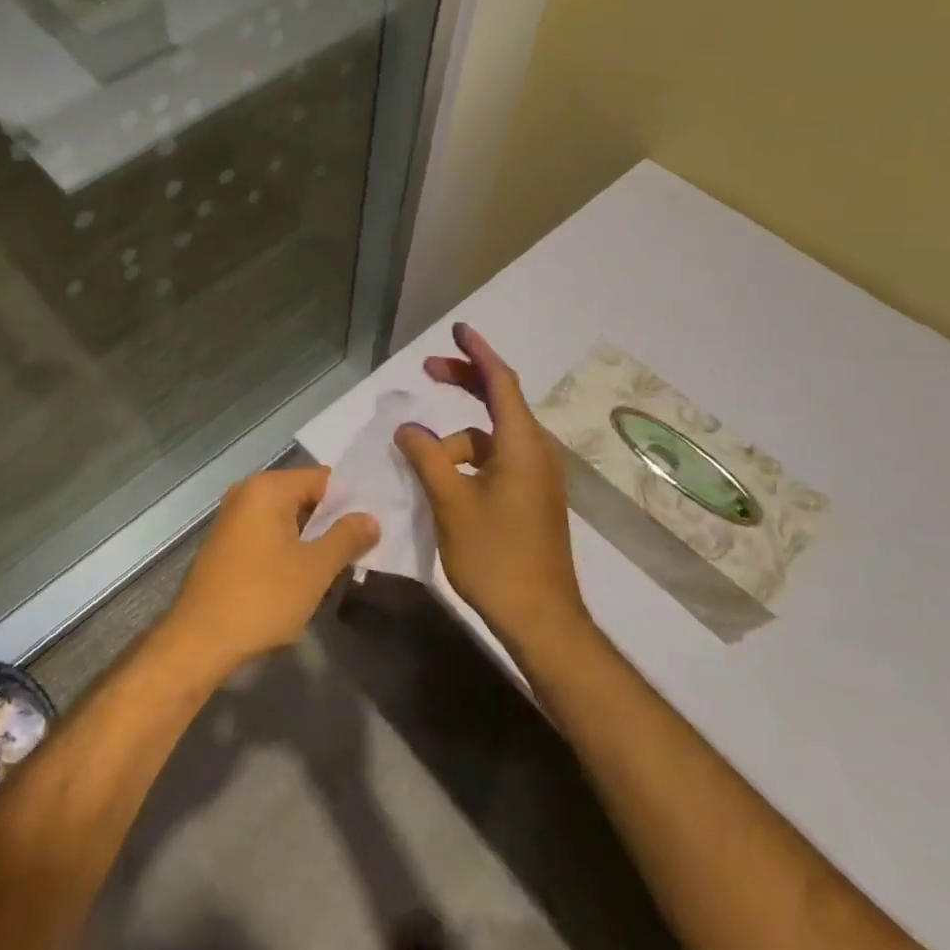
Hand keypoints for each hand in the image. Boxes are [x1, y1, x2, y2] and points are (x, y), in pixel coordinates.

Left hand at [162, 467, 378, 678]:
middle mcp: (247, 493)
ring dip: (313, 540)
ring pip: (287, 520)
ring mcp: (233, 519)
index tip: (376, 524)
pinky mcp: (227, 546)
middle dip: (333, 521)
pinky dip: (290, 550)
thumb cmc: (262, 597)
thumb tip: (370, 518)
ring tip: (343, 564)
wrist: (201, 639)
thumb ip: (346, 537)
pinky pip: (269, 536)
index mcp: (267, 488)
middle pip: (304, 497)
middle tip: (366, 547)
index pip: (322, 479)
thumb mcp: (315, 568)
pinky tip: (307, 577)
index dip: (351, 501)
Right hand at [394, 323, 591, 650]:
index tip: (458, 330)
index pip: (500, 382)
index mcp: (521, 445)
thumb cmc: (496, 555)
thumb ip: (427, 458)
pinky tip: (441, 479)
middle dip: (464, 382)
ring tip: (419, 459)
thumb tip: (408, 428)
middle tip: (429, 369)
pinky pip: (494, 461)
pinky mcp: (530, 499)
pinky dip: (467, 459)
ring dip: (455, 439)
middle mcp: (534, 453)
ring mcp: (535, 478)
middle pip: (499, 402)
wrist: (541, 619)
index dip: (477, 353)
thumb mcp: (451, 501)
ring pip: (490, 439)